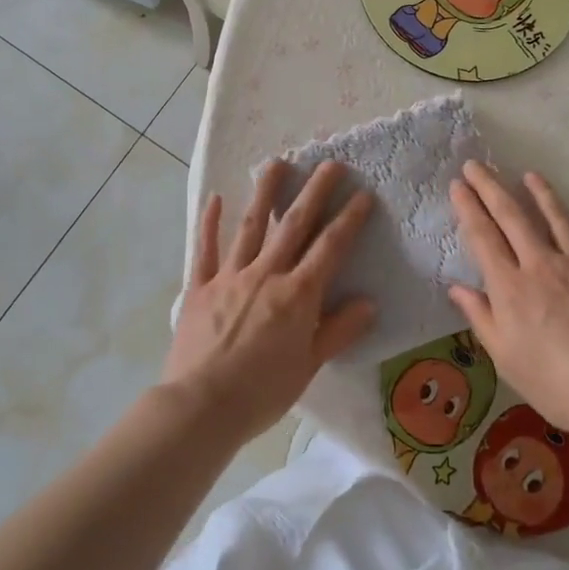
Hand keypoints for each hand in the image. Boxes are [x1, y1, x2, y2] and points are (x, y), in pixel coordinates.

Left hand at [164, 160, 375, 441]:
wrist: (201, 406)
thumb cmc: (262, 391)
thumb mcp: (309, 365)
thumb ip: (339, 330)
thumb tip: (368, 303)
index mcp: (297, 294)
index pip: (330, 248)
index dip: (349, 219)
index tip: (363, 194)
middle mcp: (266, 274)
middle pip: (293, 225)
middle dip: (314, 192)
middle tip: (329, 163)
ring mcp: (230, 276)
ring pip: (251, 226)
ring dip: (264, 193)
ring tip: (275, 163)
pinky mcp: (200, 286)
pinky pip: (206, 249)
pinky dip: (210, 223)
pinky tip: (215, 198)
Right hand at [447, 161, 568, 438]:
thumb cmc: (555, 384)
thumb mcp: (506, 357)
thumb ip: (481, 317)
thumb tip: (457, 287)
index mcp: (510, 288)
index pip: (483, 236)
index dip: (468, 207)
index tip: (458, 186)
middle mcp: (540, 264)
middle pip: (511, 215)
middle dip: (490, 187)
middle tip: (476, 166)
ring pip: (553, 215)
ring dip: (537, 191)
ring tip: (527, 174)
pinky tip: (566, 212)